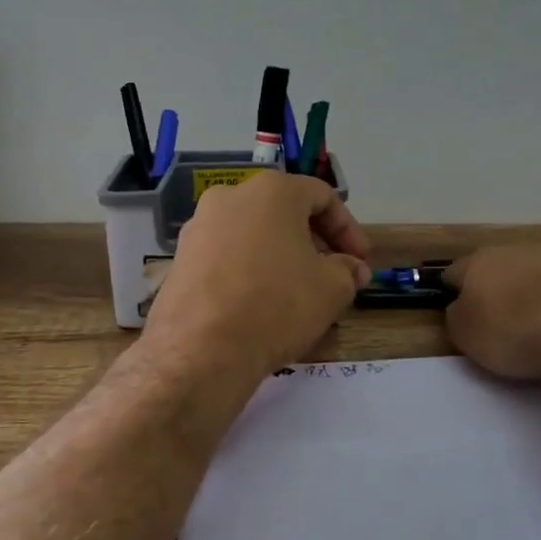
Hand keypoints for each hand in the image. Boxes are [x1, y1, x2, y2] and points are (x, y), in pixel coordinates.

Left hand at [142, 172, 371, 380]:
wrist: (202, 348)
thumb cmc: (277, 305)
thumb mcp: (331, 289)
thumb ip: (348, 271)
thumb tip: (352, 268)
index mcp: (271, 191)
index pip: (322, 197)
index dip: (348, 229)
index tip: (360, 261)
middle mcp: (230, 197)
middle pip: (283, 212)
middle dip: (313, 242)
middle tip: (332, 275)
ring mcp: (199, 226)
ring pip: (253, 234)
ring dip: (280, 256)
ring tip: (296, 292)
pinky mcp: (180, 258)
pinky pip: (226, 256)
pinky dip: (248, 270)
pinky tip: (259, 302)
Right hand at [443, 242, 540, 381]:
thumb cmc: (515, 330)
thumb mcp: (467, 336)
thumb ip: (458, 318)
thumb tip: (461, 308)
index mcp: (478, 262)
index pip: (454, 273)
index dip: (453, 293)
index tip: (460, 314)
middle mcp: (516, 249)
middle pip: (499, 266)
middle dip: (499, 287)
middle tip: (503, 318)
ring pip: (539, 270)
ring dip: (537, 288)